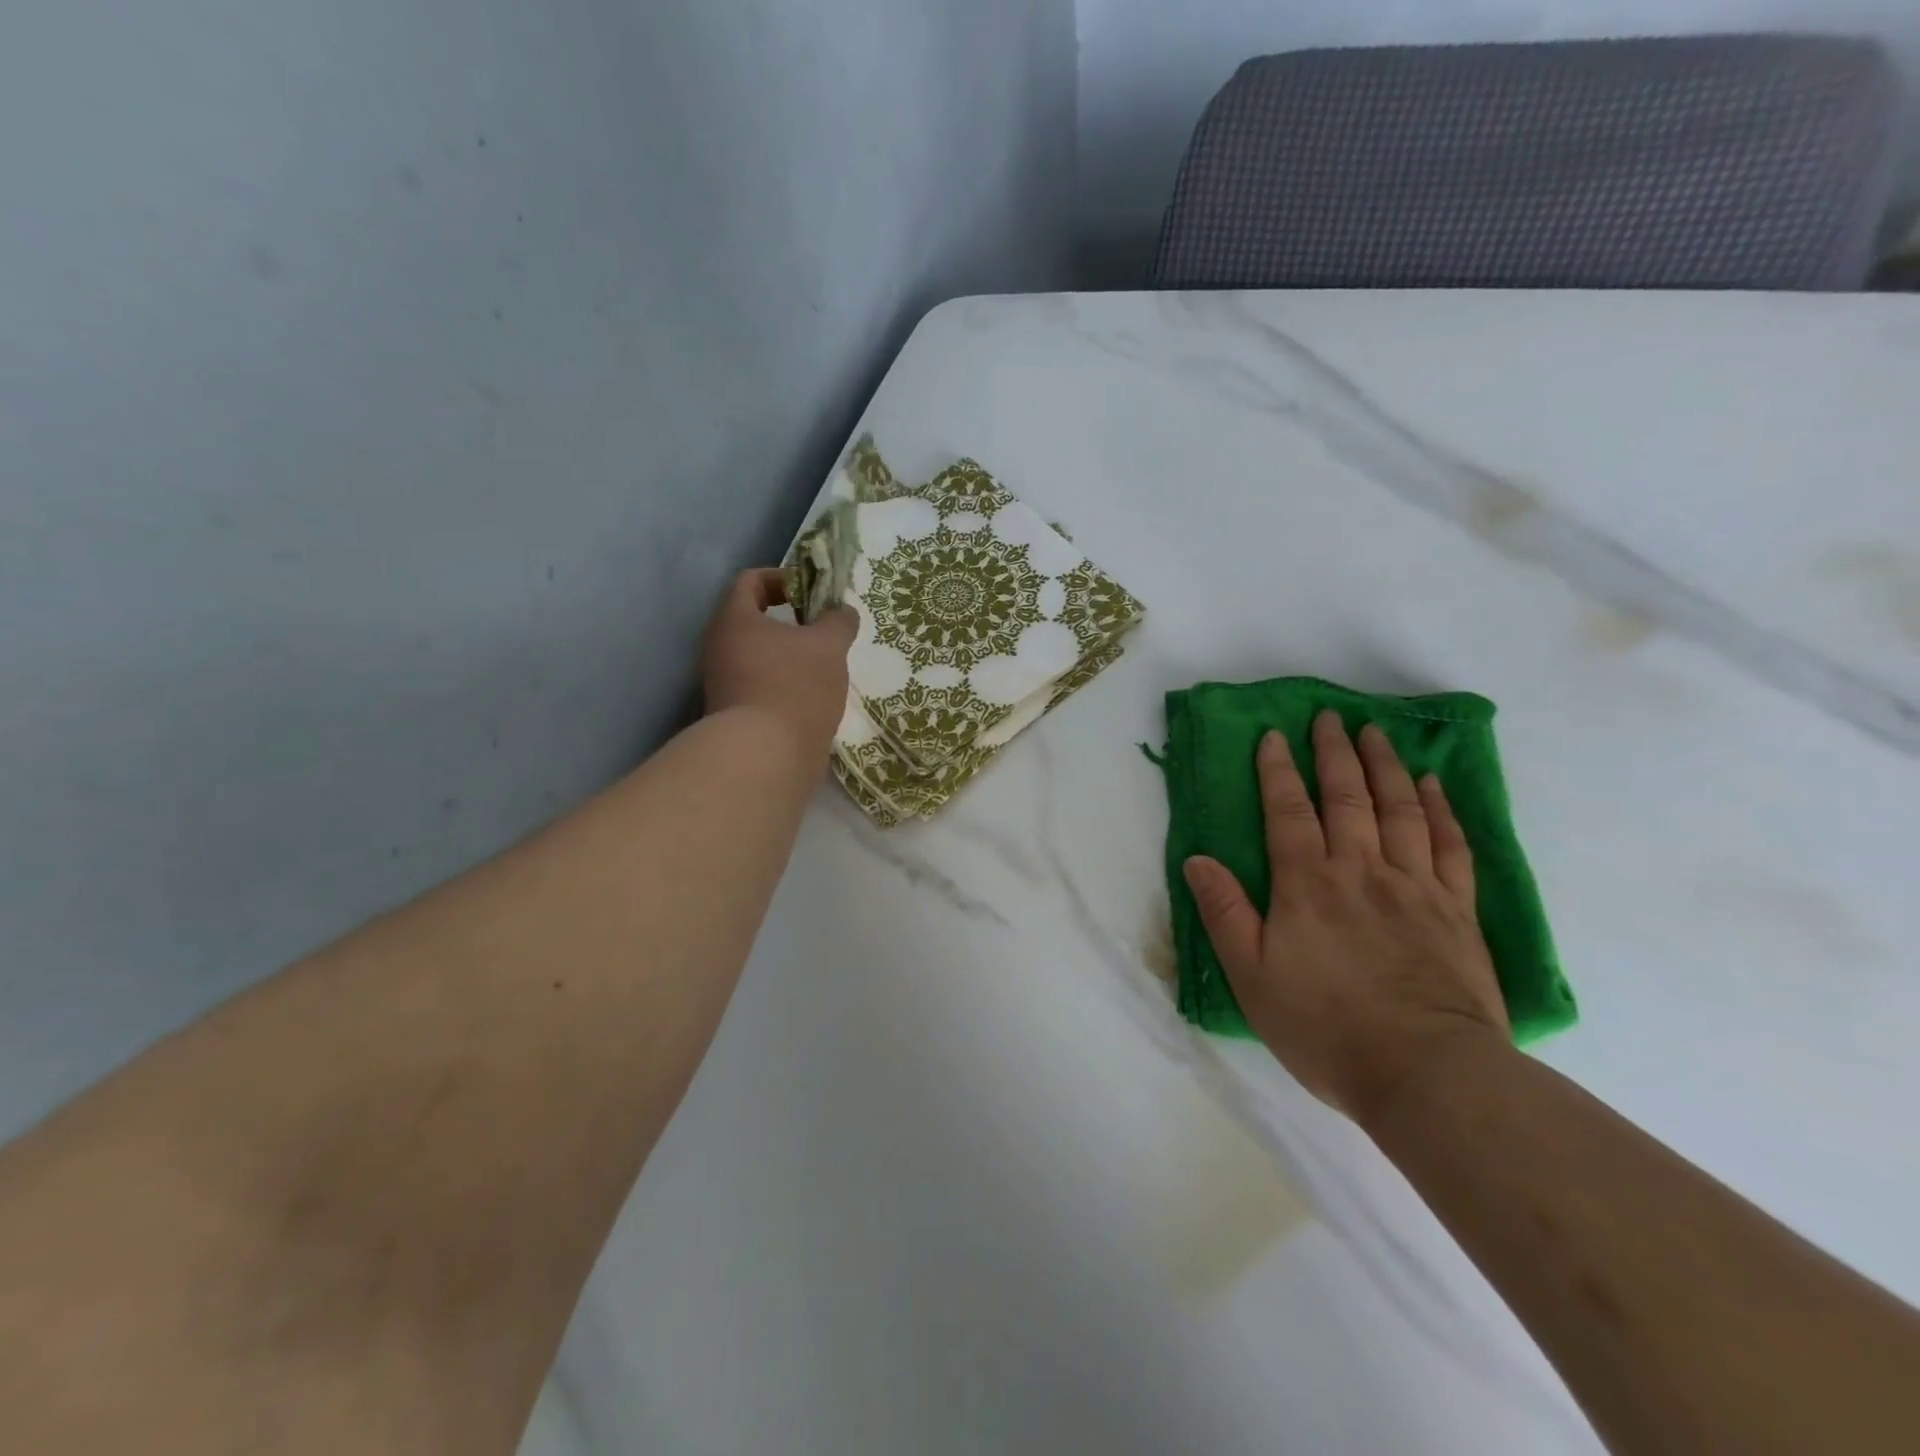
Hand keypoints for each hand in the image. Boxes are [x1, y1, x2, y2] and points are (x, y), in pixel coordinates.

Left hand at [700, 569, 857, 764]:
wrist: (766, 757)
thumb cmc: (795, 686)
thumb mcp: (829, 645)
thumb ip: (838, 621)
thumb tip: (842, 612)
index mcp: (734, 619)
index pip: (751, 581)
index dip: (784, 579)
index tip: (814, 594)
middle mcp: (720, 647)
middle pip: (754, 621)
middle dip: (792, 622)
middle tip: (825, 631)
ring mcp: (724, 684)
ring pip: (760, 657)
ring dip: (791, 657)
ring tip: (826, 667)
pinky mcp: (735, 715)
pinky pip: (763, 687)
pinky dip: (787, 686)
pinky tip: (815, 698)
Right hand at [1183, 711, 1510, 1130]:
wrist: (1426, 1073)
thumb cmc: (1325, 1027)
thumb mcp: (1252, 976)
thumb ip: (1225, 913)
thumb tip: (1198, 860)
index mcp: (1307, 885)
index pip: (1288, 812)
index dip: (1278, 771)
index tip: (1274, 736)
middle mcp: (1361, 871)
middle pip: (1347, 797)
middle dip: (1333, 753)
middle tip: (1329, 717)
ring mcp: (1416, 887)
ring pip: (1399, 810)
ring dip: (1385, 766)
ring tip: (1375, 733)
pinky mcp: (1457, 910)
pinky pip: (1450, 845)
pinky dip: (1441, 810)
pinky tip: (1432, 786)